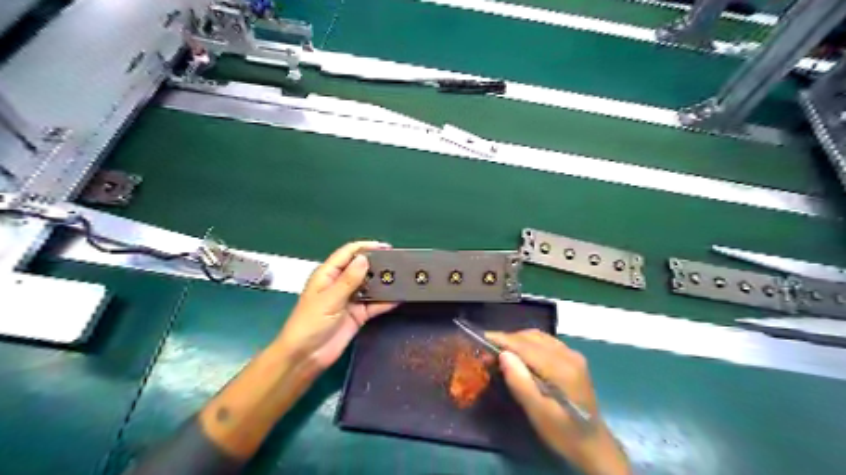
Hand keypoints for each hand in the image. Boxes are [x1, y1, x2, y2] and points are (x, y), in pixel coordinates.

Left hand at [278, 242, 396, 376]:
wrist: (306, 357)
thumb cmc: (310, 323)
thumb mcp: (329, 299)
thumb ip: (348, 280)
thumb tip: (364, 258)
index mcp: (328, 274)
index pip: (348, 253)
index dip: (366, 247)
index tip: (386, 247)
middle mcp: (340, 283)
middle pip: (362, 268)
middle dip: (378, 264)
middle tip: (399, 263)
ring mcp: (350, 299)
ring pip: (370, 285)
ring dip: (384, 283)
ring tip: (403, 278)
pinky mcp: (358, 314)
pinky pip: (375, 304)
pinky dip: (386, 301)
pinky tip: (399, 297)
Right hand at [486, 330, 630, 474]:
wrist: (594, 445)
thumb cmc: (563, 433)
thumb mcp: (538, 413)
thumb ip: (520, 382)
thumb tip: (503, 354)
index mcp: (561, 368)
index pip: (525, 345)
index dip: (502, 339)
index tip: (481, 337)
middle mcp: (568, 354)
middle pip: (532, 337)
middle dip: (508, 339)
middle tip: (487, 348)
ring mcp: (573, 355)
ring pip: (539, 337)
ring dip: (518, 340)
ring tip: (499, 349)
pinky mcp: (573, 359)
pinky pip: (546, 342)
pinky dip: (529, 343)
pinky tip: (519, 353)